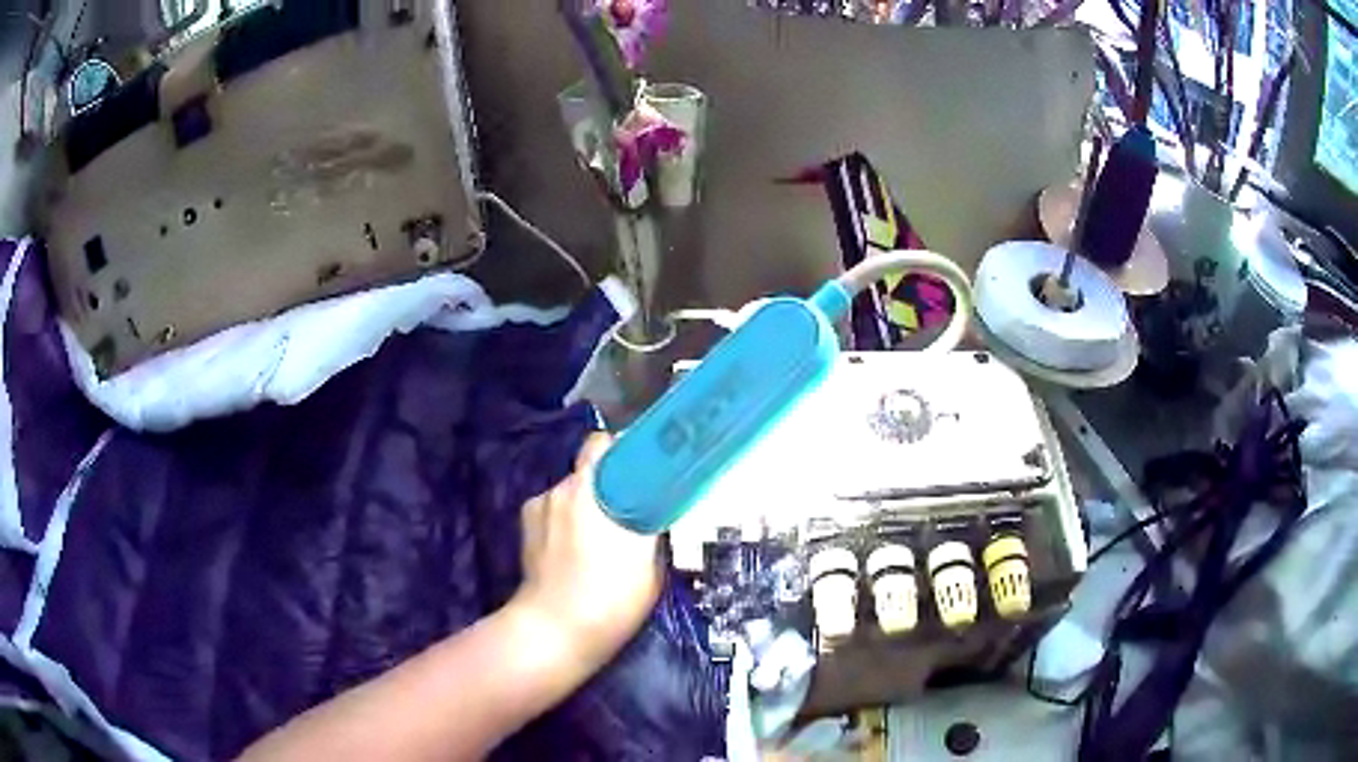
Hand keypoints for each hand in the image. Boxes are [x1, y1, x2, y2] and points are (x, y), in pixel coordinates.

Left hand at [510, 433, 661, 673]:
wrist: (555, 632)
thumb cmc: (610, 597)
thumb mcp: (649, 561)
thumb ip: (651, 524)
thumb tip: (656, 506)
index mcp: (588, 490)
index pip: (601, 444)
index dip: (623, 451)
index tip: (643, 468)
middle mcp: (558, 491)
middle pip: (587, 473)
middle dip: (608, 487)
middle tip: (630, 512)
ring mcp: (536, 511)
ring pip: (570, 496)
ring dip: (585, 507)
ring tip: (601, 541)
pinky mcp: (525, 533)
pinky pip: (553, 515)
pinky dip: (566, 524)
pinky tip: (575, 553)